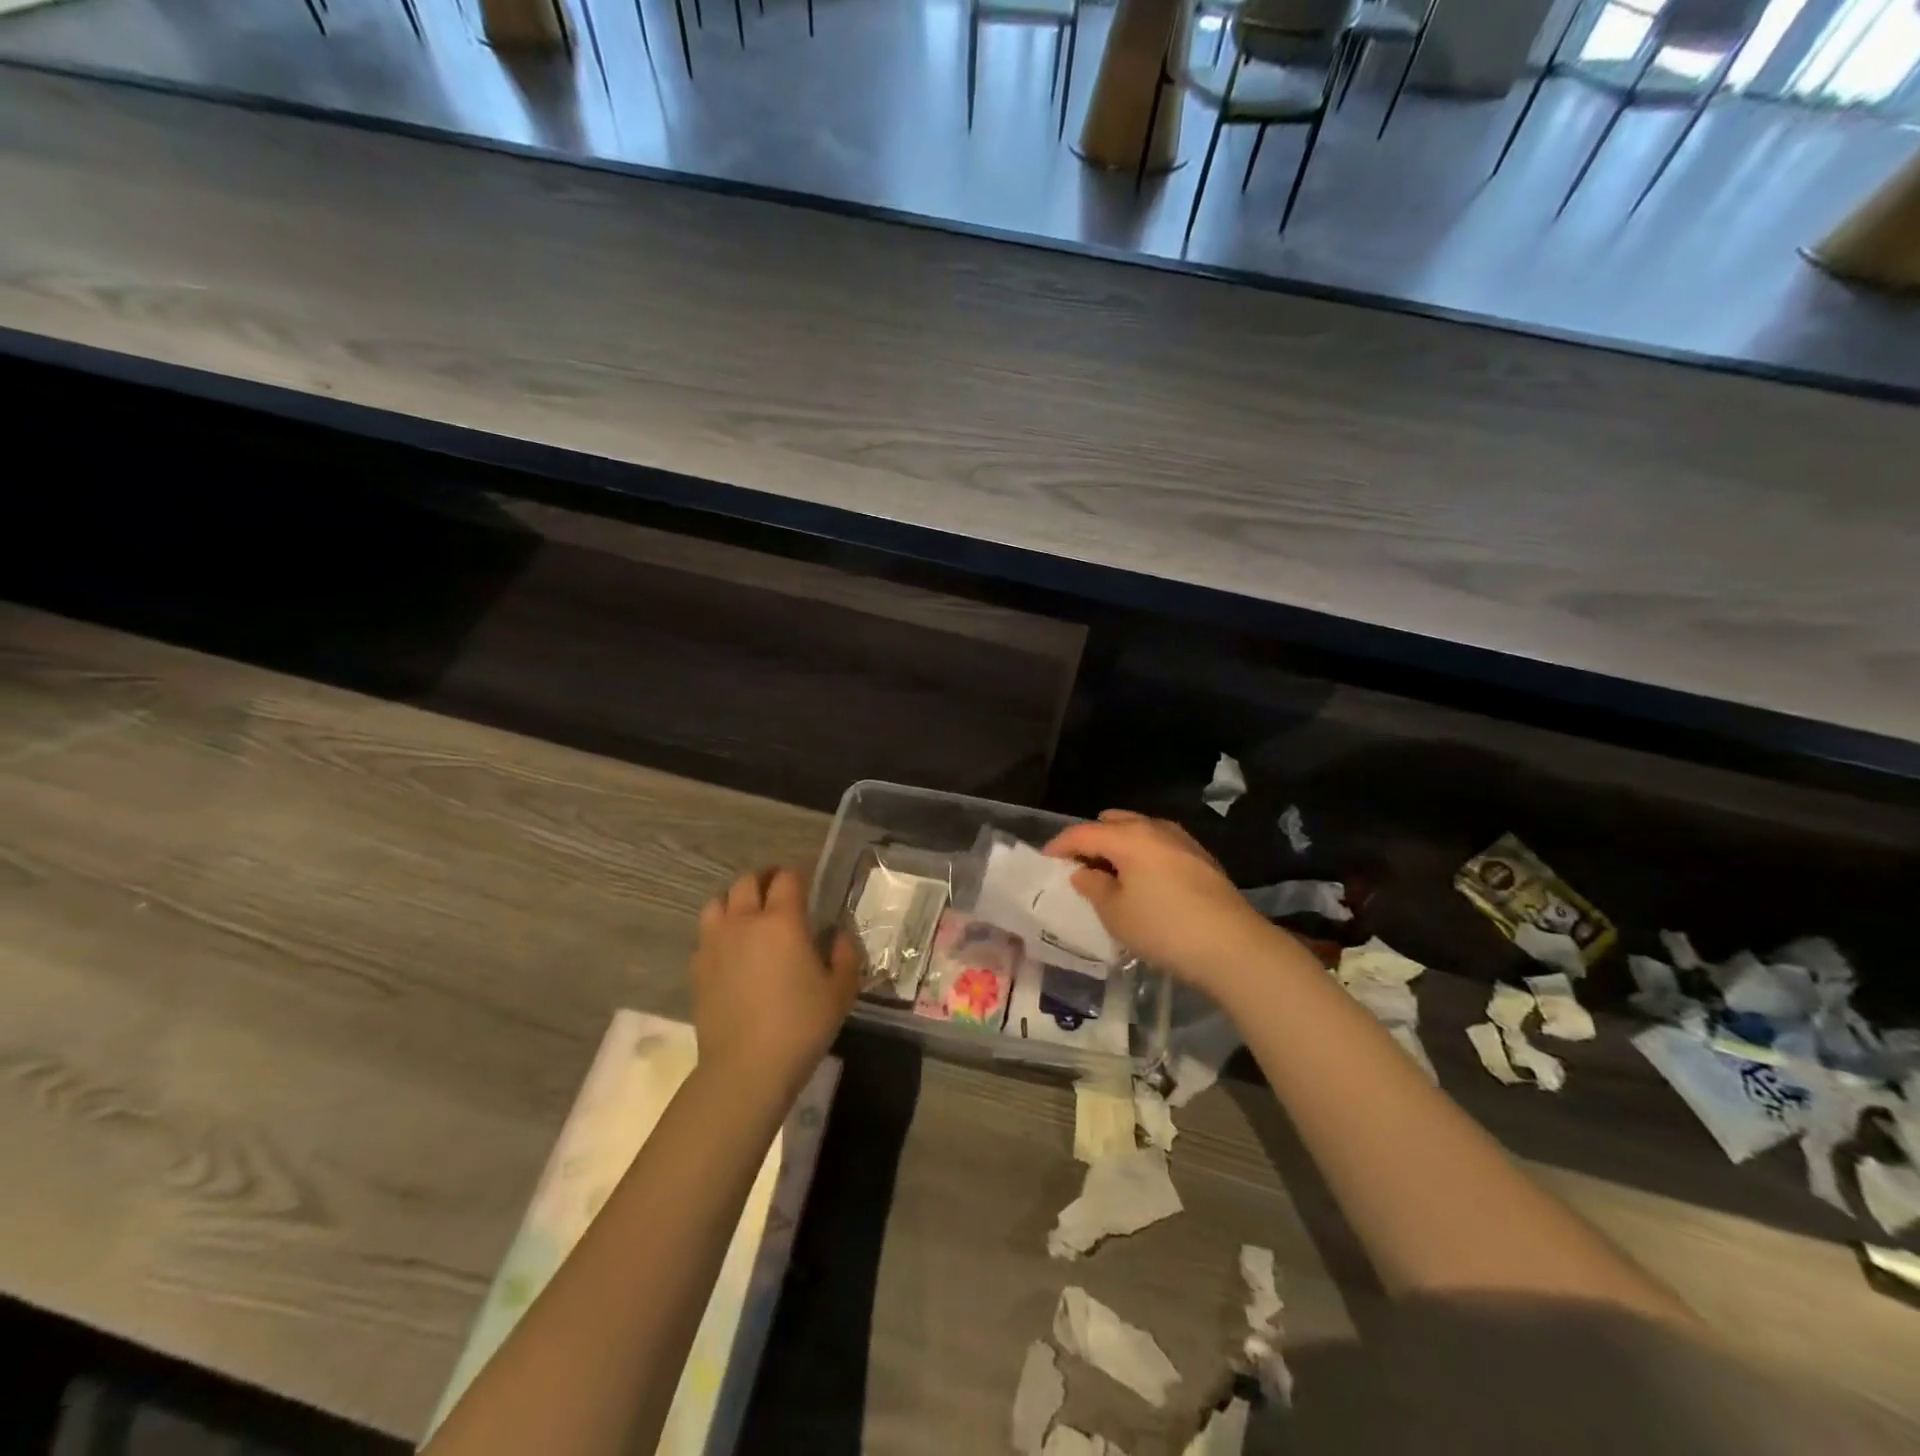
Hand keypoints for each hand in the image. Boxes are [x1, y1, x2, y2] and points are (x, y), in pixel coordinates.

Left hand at [693, 868, 857, 1098]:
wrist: (745, 1068)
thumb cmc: (801, 1026)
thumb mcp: (841, 991)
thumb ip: (844, 955)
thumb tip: (838, 936)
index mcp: (782, 921)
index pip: (787, 878)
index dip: (797, 873)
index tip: (806, 879)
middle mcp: (745, 922)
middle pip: (747, 881)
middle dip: (764, 878)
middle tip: (778, 890)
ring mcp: (715, 944)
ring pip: (718, 902)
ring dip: (735, 900)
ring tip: (749, 913)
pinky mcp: (698, 968)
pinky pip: (706, 935)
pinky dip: (719, 931)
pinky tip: (731, 950)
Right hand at [1043, 811, 1282, 998]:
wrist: (1233, 946)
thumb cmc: (1163, 928)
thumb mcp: (1115, 914)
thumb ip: (1093, 888)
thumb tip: (1083, 873)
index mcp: (1128, 837)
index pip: (1083, 832)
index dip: (1060, 845)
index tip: (1046, 860)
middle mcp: (1155, 829)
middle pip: (1114, 823)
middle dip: (1093, 839)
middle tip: (1080, 865)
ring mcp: (1183, 841)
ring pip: (1141, 831)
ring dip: (1120, 845)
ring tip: (1111, 872)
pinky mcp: (1202, 858)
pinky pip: (1161, 845)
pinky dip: (1144, 854)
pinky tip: (1144, 880)